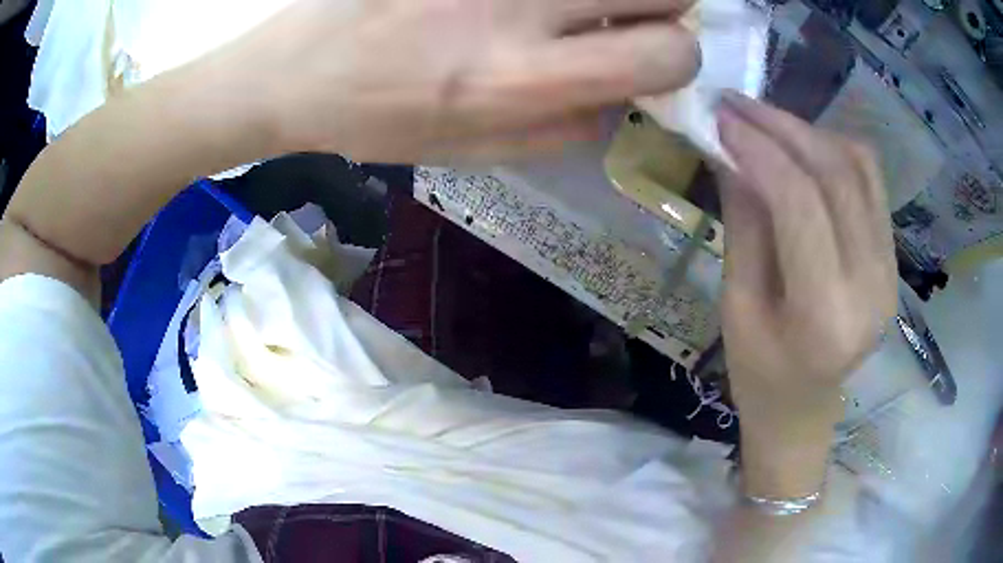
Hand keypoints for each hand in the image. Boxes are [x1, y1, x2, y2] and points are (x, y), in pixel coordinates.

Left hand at [226, 0, 699, 162]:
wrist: (292, 73)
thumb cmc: (377, 121)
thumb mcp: (473, 153)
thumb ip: (563, 130)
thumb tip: (621, 99)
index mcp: (523, 79)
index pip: (669, 53)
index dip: (677, 55)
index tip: (650, 53)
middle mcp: (518, 8)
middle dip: (663, 7)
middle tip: (622, 17)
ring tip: (565, 8)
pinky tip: (511, 2)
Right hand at [716, 93, 895, 418]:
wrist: (805, 405)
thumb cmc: (759, 372)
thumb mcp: (737, 304)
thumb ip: (744, 224)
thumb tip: (733, 151)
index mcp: (825, 317)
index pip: (801, 205)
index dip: (760, 150)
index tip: (721, 117)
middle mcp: (872, 288)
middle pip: (837, 176)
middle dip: (783, 128)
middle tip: (738, 104)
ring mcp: (890, 270)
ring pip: (860, 169)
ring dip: (810, 132)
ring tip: (766, 121)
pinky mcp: (893, 258)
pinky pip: (871, 182)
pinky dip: (835, 150)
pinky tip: (803, 146)